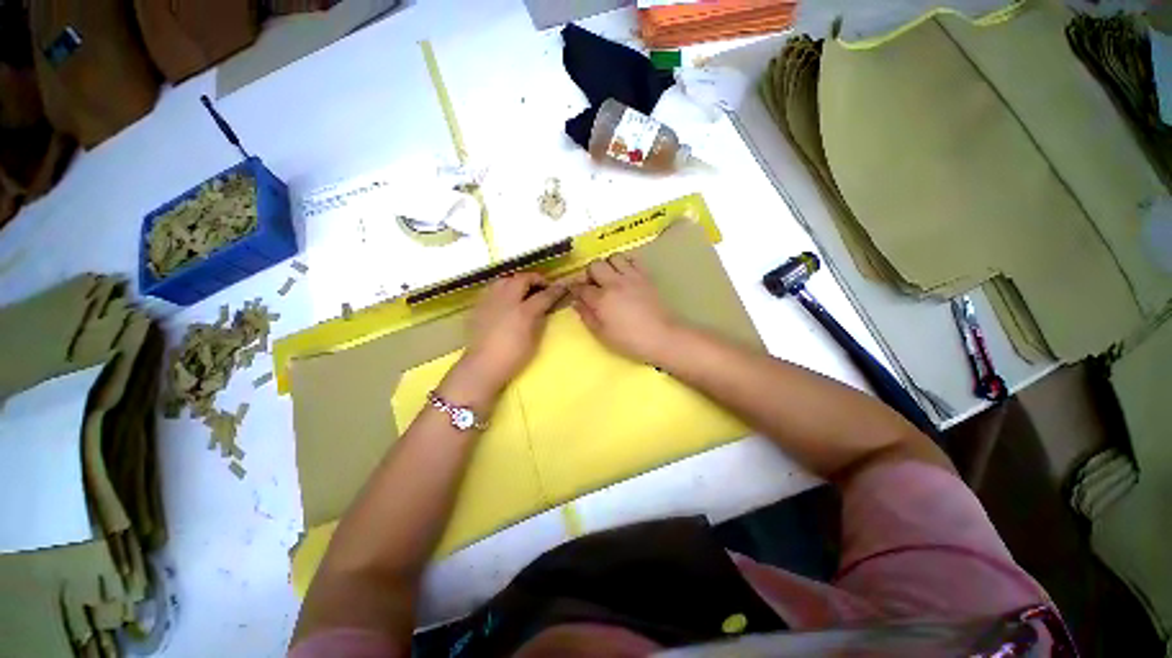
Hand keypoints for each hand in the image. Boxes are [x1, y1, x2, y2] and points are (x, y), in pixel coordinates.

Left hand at [442, 272, 564, 404]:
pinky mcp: (478, 305)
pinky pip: (492, 288)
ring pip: (505, 279)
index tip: (563, 287)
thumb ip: (540, 319)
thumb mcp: (534, 339)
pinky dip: (503, 288)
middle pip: (522, 279)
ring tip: (523, 290)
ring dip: (517, 281)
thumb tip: (544, 308)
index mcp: (523, 311)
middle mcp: (506, 300)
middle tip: (542, 287)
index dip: (555, 290)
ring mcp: (490, 300)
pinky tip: (505, 299)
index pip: (544, 295)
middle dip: (535, 279)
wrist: (483, 365)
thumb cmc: (513, 356)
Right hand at [571, 255, 679, 364]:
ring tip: (610, 278)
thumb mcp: (603, 334)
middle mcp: (614, 283)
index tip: (575, 293)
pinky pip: (632, 259)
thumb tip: (576, 303)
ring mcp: (631, 277)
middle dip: (590, 274)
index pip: (581, 287)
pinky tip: (625, 274)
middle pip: (595, 265)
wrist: (662, 336)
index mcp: (601, 299)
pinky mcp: (645, 276)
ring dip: (608, 265)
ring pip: (613, 257)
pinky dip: (625, 263)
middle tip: (593, 285)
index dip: (575, 289)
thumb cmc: (630, 340)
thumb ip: (587, 316)